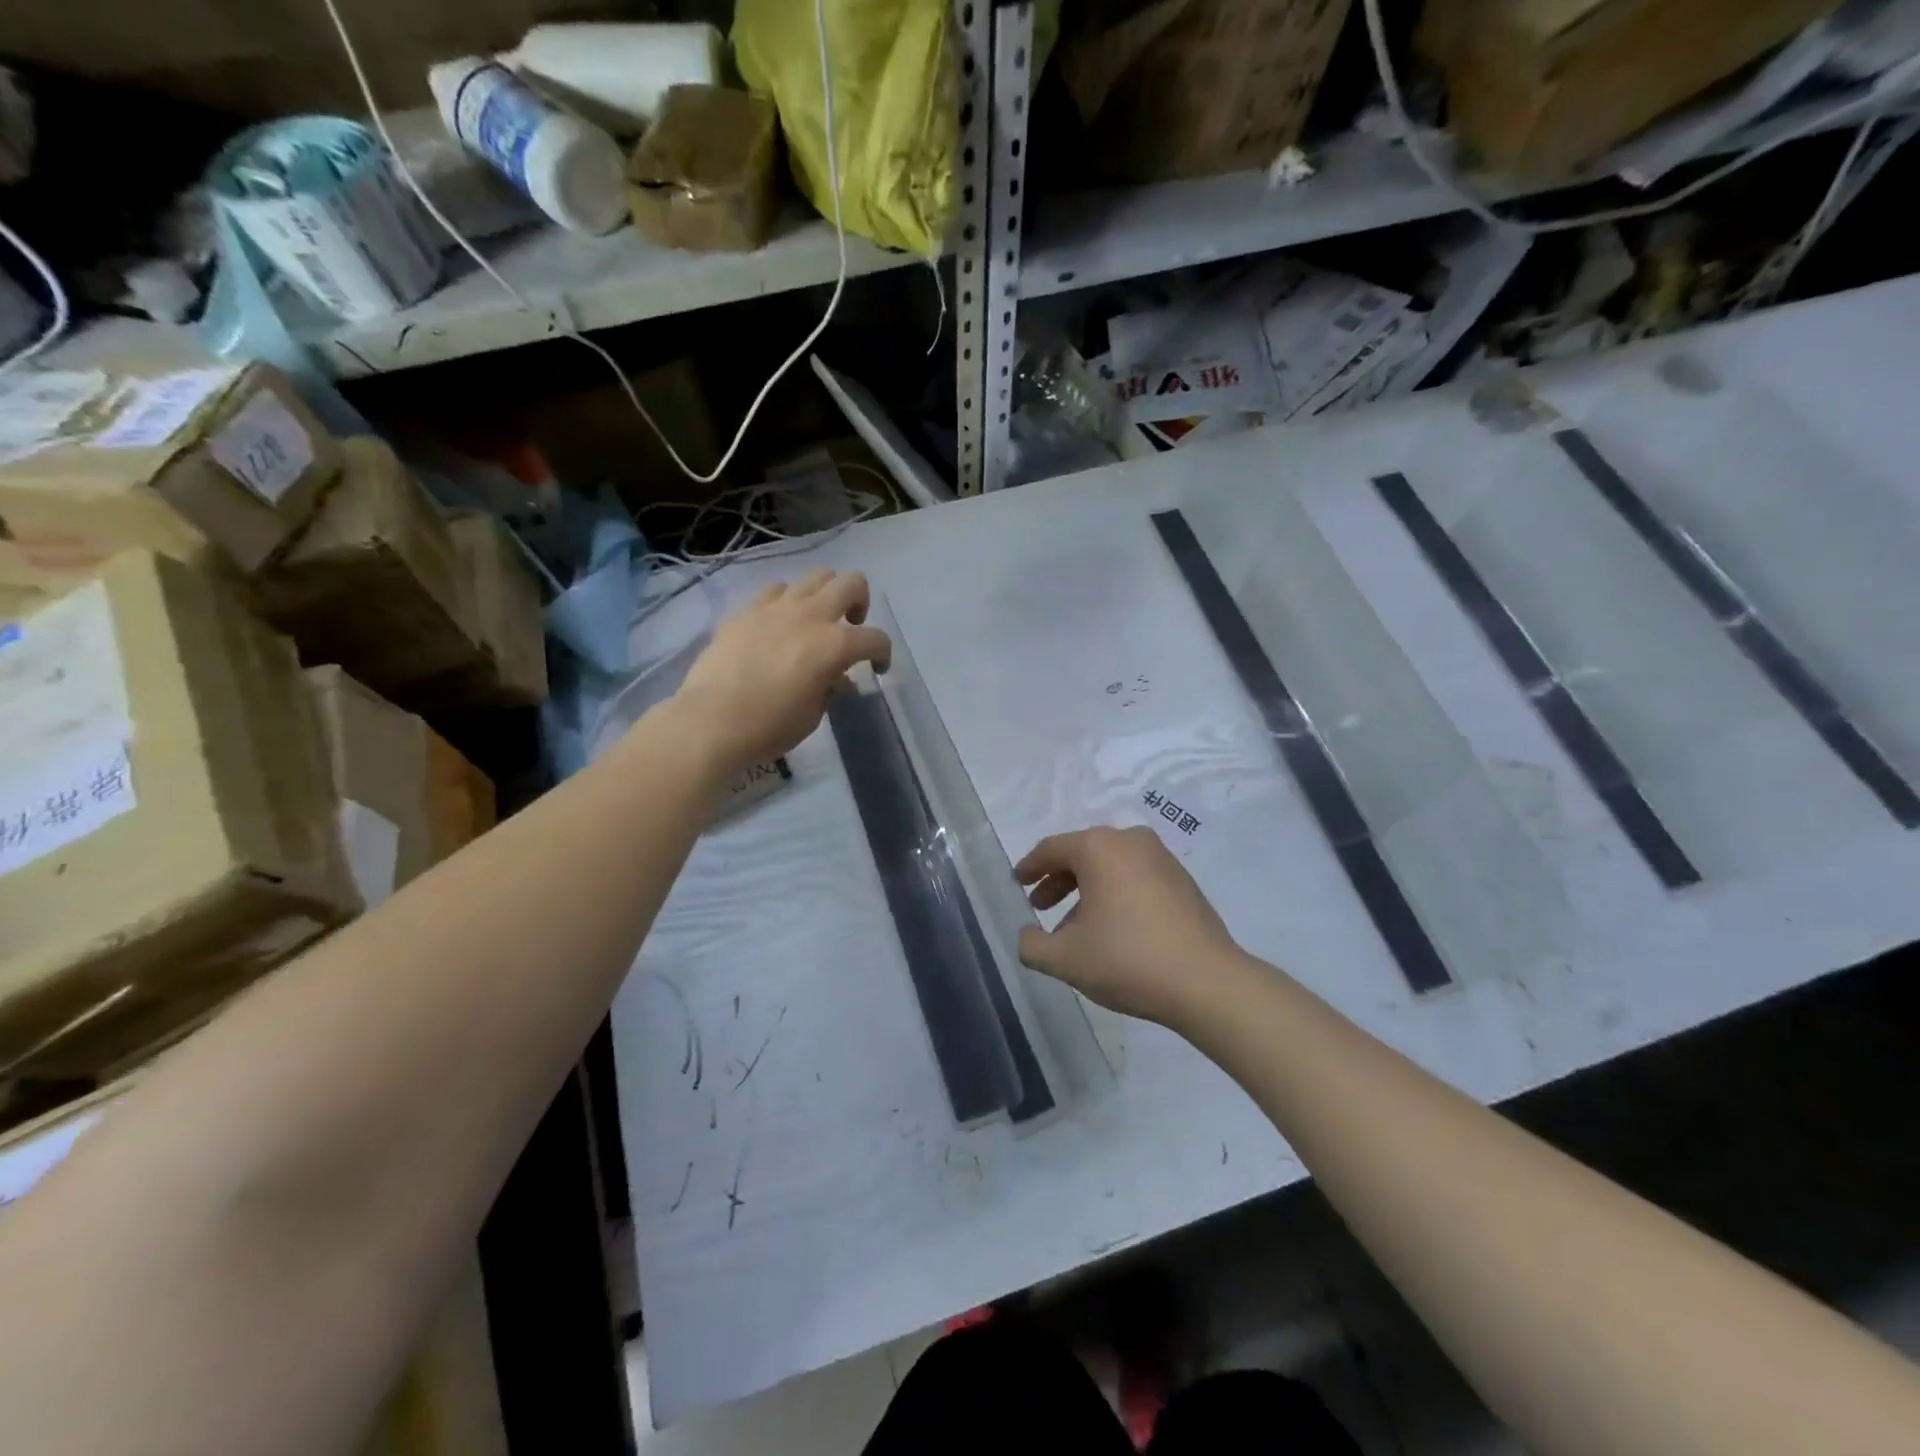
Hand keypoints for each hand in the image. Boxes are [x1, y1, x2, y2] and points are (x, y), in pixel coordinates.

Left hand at [669, 569, 891, 772]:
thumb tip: (837, 679)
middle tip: (850, 625)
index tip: (877, 669)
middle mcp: (810, 615)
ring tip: (814, 620)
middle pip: (851, 582)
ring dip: (824, 595)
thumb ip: (831, 689)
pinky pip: (775, 591)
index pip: (875, 639)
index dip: (883, 654)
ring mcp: (776, 607)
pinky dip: (786, 602)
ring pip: (814, 576)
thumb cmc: (769, 726)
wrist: (710, 720)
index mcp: (834, 645)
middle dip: (860, 601)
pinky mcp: (746, 610)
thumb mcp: (813, 715)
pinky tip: (778, 625)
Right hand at [1015, 826, 1249, 1026]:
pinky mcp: (1182, 879)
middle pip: (1082, 853)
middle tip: (1041, 906)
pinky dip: (1115, 893)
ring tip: (1074, 926)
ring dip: (1086, 890)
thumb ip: (1032, 944)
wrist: (1207, 982)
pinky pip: (1135, 876)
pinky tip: (1111, 928)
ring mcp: (1161, 858)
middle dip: (1058, 880)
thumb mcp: (1065, 959)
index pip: (1052, 848)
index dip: (1030, 866)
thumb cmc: (1128, 960)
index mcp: (1099, 847)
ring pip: (1110, 866)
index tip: (1017, 882)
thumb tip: (1026, 935)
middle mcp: (1130, 841)